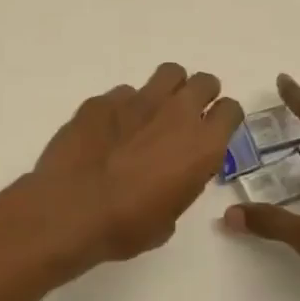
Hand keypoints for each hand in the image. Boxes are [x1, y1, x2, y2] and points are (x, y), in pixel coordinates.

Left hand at [34, 63, 242, 262]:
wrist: (69, 211)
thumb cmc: (126, 226)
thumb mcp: (169, 218)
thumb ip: (180, 185)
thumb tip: (170, 176)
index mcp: (202, 145)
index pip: (231, 109)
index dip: (222, 119)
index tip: (211, 131)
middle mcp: (176, 113)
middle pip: (203, 82)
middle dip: (199, 95)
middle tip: (184, 118)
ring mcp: (137, 101)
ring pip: (168, 74)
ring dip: (167, 90)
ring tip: (151, 114)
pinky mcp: (102, 100)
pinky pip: (123, 93)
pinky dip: (123, 107)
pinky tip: (108, 130)